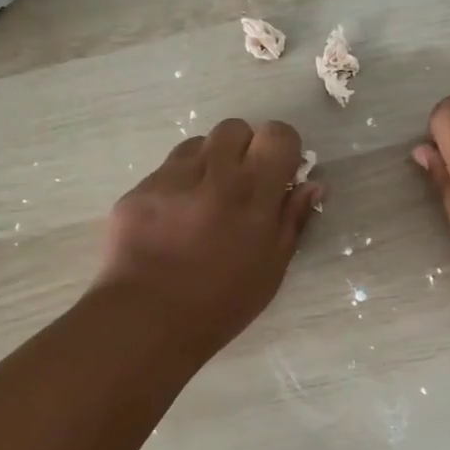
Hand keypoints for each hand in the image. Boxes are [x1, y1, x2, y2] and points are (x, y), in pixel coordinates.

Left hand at [93, 118, 321, 355]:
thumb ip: (292, 219)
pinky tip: (173, 220)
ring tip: (204, 201)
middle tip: (240, 185)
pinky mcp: (138, 189)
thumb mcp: (271, 268)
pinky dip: (177, 184)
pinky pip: (166, 170)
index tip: (278, 172)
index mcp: (252, 193)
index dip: (281, 148)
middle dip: (243, 148)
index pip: (277, 134)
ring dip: (209, 163)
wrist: (146, 320)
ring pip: (198, 144)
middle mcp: (212, 174)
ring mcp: (170, 178)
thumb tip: (311, 184)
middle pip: (235, 128)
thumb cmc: (221, 303)